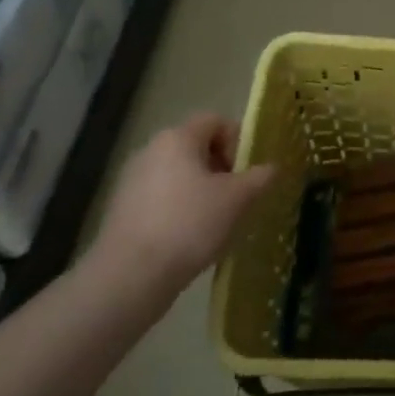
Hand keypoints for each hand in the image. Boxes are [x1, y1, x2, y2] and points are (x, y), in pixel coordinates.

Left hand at [89, 113, 274, 301]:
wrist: (130, 275)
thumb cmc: (190, 224)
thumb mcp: (238, 199)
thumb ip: (260, 177)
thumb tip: (272, 167)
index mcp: (178, 138)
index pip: (216, 121)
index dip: (238, 141)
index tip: (245, 173)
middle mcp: (151, 149)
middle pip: (197, 147)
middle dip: (222, 169)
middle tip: (236, 198)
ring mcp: (132, 179)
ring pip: (179, 174)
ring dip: (202, 190)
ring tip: (214, 221)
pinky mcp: (123, 208)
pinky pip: (162, 197)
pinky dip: (180, 209)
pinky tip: (189, 237)